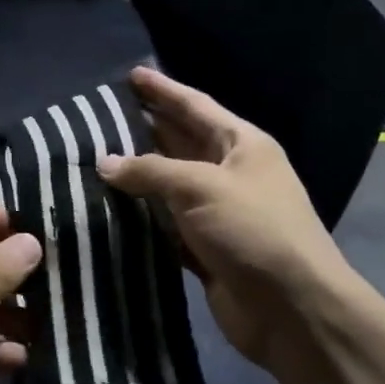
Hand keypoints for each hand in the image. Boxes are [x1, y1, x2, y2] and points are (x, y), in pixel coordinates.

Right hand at [98, 66, 352, 371]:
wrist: (291, 308)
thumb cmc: (254, 230)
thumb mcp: (202, 187)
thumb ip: (150, 170)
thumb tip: (104, 163)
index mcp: (242, 145)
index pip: (196, 106)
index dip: (163, 90)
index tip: (132, 75)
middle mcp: (230, 173)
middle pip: (180, 141)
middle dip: (145, 127)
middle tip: (100, 116)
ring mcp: (217, 212)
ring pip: (168, 184)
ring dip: (136, 174)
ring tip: (92, 158)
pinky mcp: (203, 247)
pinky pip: (164, 222)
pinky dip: (139, 215)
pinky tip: (108, 207)